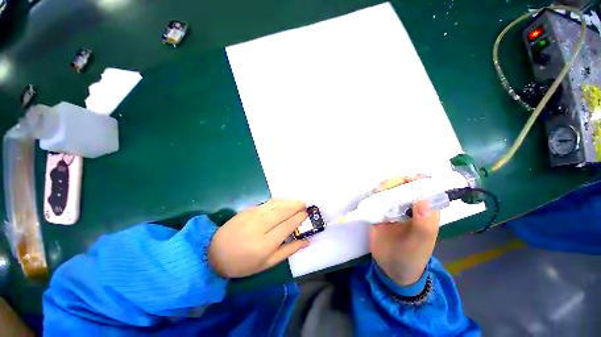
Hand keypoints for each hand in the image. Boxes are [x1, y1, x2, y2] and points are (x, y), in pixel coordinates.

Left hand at [208, 199, 309, 277]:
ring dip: (288, 201)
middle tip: (305, 204)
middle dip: (296, 205)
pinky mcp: (246, 210)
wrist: (215, 254)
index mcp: (264, 244)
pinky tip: (284, 201)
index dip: (298, 218)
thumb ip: (288, 251)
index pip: (287, 225)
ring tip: (297, 201)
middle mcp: (258, 227)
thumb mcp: (267, 264)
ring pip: (274, 204)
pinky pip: (266, 203)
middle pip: (281, 211)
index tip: (306, 213)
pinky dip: (278, 201)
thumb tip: (306, 242)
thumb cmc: (243, 264)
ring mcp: (251, 216)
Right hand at [369, 176, 439, 285]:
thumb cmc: (411, 258)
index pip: (428, 189)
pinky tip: (372, 196)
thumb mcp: (420, 244)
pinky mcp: (381, 211)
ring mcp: (395, 209)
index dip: (420, 180)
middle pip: (406, 186)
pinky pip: (379, 198)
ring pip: (392, 189)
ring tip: (377, 192)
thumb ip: (425, 225)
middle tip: (385, 187)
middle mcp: (411, 207)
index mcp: (426, 212)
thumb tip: (424, 200)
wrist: (390, 269)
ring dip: (384, 187)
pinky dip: (375, 194)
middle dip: (397, 182)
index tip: (407, 180)